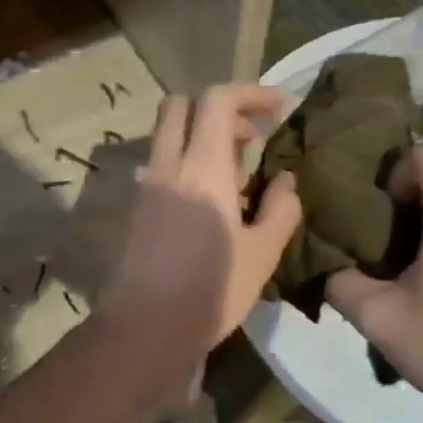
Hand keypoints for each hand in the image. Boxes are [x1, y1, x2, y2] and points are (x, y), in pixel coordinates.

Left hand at [100, 85, 302, 364]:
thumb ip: (280, 209)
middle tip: (251, 138)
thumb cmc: (212, 291)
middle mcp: (168, 165)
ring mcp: (146, 186)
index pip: (217, 99)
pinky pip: (163, 166)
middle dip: (219, 109)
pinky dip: (188, 164)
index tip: (279, 107)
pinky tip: (212, 204)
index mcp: (202, 166)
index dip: (251, 92)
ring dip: (201, 138)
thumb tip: (285, 181)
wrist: (145, 329)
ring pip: (168, 136)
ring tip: (238, 177)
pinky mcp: (137, 208)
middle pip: (181, 106)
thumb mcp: (262, 253)